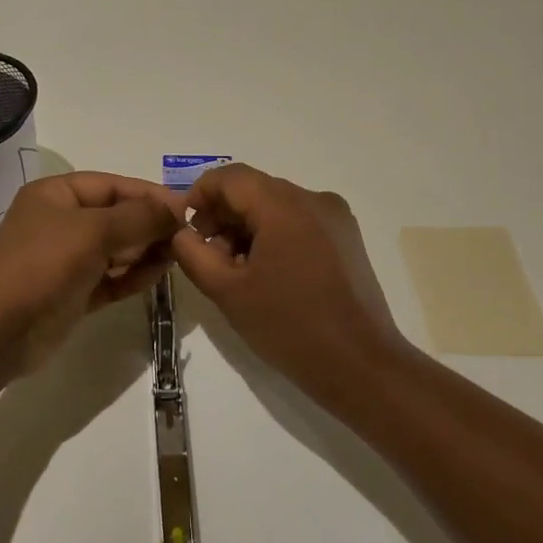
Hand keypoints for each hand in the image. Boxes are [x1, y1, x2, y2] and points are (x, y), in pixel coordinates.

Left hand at [0, 172, 183, 371]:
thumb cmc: (43, 265)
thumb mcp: (94, 231)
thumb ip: (139, 217)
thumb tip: (177, 207)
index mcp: (56, 194)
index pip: (112, 185)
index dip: (149, 194)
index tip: (186, 208)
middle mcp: (60, 221)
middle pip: (116, 216)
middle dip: (150, 224)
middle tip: (187, 236)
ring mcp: (65, 259)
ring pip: (116, 248)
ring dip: (145, 250)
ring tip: (177, 256)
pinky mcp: (72, 292)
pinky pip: (111, 277)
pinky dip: (133, 275)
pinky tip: (157, 275)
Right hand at [169, 164, 411, 399]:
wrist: (361, 366)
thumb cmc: (289, 326)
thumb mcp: (228, 292)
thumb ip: (194, 253)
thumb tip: (182, 231)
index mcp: (284, 205)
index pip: (230, 177)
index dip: (199, 194)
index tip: (184, 227)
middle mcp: (313, 199)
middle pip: (254, 189)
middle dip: (223, 215)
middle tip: (206, 254)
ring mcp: (335, 217)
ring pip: (276, 205)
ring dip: (247, 227)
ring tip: (235, 270)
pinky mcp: (347, 238)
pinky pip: (299, 221)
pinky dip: (274, 235)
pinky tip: (266, 273)